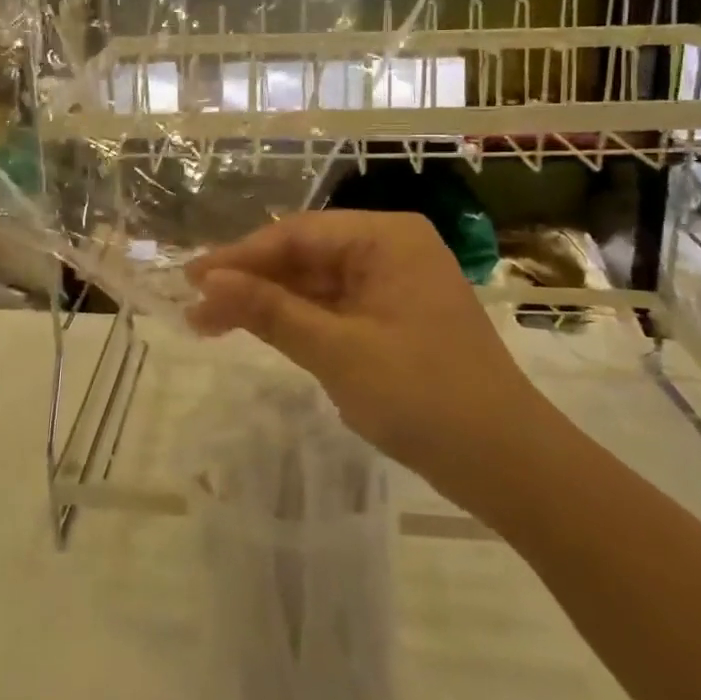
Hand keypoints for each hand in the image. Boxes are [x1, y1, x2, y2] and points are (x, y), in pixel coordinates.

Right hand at [186, 211, 553, 516]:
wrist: (508, 464)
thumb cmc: (423, 395)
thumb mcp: (336, 350)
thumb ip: (269, 310)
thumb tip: (207, 281)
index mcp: (386, 238)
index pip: (297, 234)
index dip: (240, 257)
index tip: (192, 280)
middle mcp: (390, 249)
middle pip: (303, 256)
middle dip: (250, 281)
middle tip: (195, 307)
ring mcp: (393, 285)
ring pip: (314, 283)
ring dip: (266, 303)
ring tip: (210, 323)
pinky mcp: (393, 319)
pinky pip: (333, 308)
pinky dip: (296, 322)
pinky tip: (258, 330)